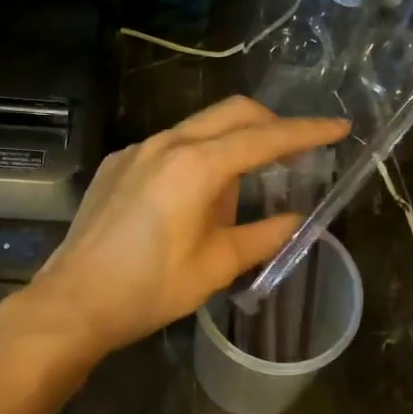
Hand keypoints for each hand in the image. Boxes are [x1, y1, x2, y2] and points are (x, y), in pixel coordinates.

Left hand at [22, 96, 348, 356]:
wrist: (73, 301)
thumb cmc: (150, 288)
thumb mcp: (216, 266)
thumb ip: (263, 236)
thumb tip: (298, 220)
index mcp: (197, 165)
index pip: (264, 138)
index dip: (307, 131)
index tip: (339, 127)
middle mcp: (167, 143)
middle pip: (232, 113)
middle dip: (271, 123)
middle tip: (297, 151)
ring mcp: (137, 149)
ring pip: (200, 127)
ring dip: (232, 142)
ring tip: (245, 185)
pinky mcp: (118, 163)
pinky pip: (170, 146)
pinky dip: (197, 156)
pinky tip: (195, 195)